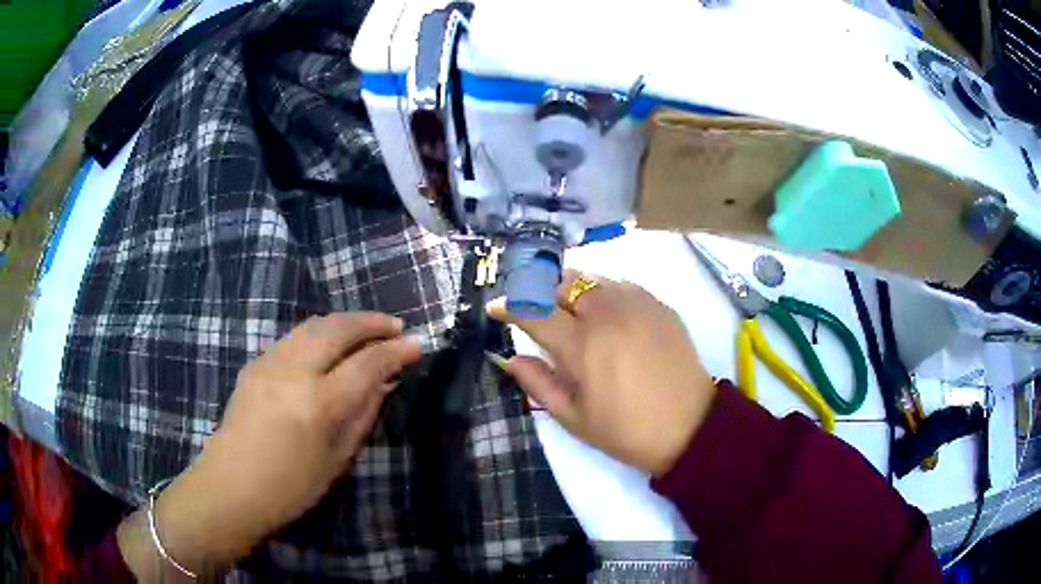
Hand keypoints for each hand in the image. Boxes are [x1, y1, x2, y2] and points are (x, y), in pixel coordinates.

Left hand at [117, 313, 420, 579]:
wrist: (231, 487)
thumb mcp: (337, 459)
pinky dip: (320, 332)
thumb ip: (362, 415)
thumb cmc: (291, 487)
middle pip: (338, 328)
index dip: (396, 351)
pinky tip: (329, 344)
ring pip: (314, 325)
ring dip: (345, 321)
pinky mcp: (255, 363)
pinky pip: (294, 336)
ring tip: (367, 328)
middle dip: (371, 322)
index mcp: (319, 404)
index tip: (417, 345)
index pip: (367, 363)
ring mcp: (270, 363)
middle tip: (395, 326)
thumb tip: (384, 383)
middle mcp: (294, 372)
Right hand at [489, 272, 715, 476]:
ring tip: (573, 314)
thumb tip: (510, 357)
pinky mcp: (659, 305)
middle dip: (542, 292)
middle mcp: (607, 314)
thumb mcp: (573, 418)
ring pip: (593, 279)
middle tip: (540, 313)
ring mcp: (637, 304)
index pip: (534, 311)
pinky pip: (621, 284)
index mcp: (582, 346)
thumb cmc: (626, 431)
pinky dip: (604, 293)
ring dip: (574, 291)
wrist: (690, 426)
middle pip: (563, 282)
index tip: (497, 308)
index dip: (510, 306)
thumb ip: (537, 383)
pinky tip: (607, 315)